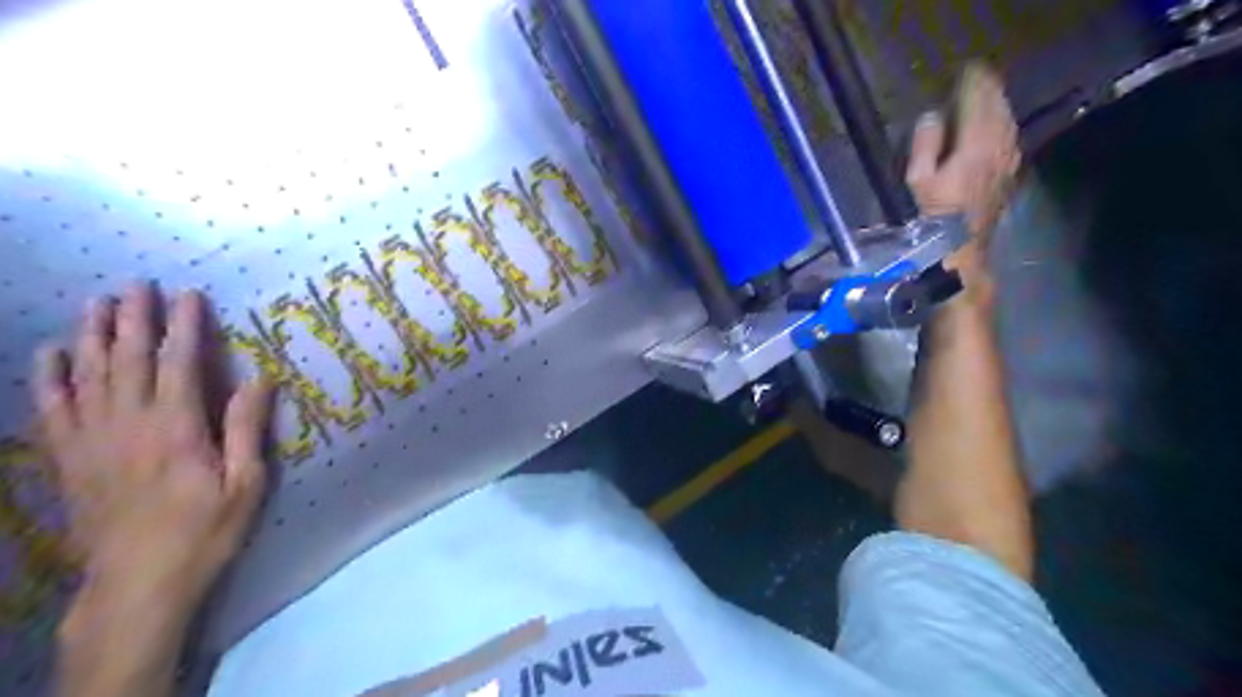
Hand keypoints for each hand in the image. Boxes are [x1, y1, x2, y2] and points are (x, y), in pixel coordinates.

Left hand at [35, 283, 270, 621]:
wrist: (135, 582)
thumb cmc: (204, 531)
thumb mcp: (245, 484)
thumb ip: (246, 429)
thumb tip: (258, 379)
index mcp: (177, 430)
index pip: (180, 364)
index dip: (184, 326)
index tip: (189, 295)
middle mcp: (128, 425)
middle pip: (128, 360)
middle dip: (134, 319)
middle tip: (137, 285)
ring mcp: (91, 441)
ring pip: (88, 375)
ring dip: (93, 335)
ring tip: (97, 303)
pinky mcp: (68, 459)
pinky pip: (52, 407)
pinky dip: (50, 376)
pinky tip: (52, 352)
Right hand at [905, 59, 1019, 276]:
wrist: (962, 246)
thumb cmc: (934, 215)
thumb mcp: (918, 181)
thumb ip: (925, 144)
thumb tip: (933, 117)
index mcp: (975, 143)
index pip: (978, 100)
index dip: (971, 82)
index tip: (963, 71)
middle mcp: (999, 143)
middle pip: (998, 104)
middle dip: (986, 88)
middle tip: (974, 79)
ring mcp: (1008, 156)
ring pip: (1007, 117)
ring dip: (996, 103)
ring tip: (984, 96)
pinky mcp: (1010, 169)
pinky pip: (1009, 133)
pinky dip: (1001, 121)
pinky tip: (994, 124)